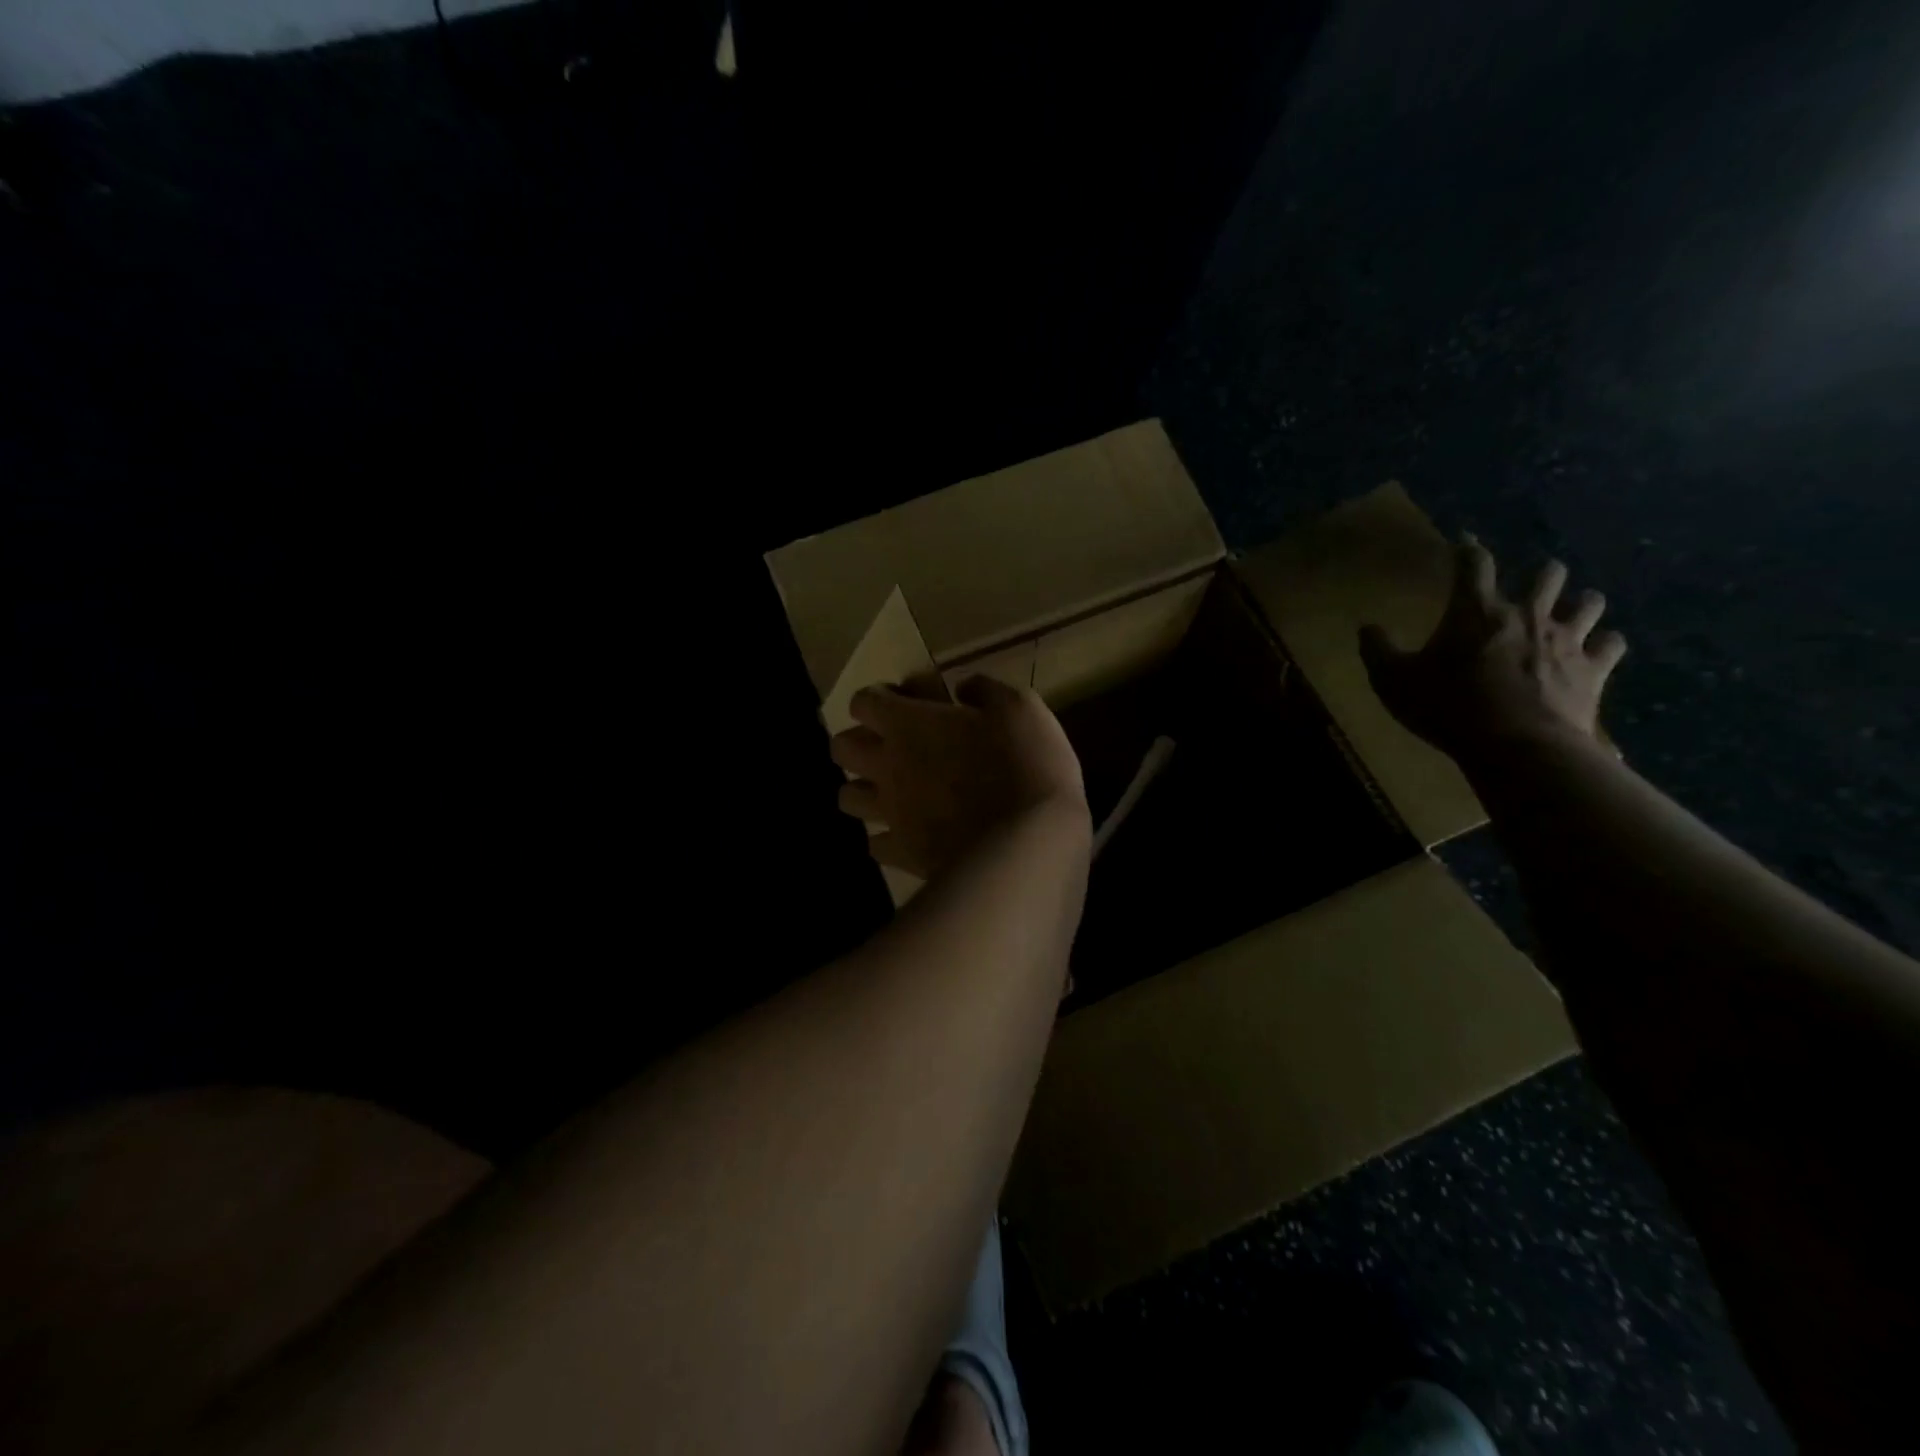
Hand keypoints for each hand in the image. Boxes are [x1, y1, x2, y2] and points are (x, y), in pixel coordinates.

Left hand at [829, 676, 1088, 880]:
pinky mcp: (902, 852)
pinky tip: (908, 832)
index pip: (863, 701)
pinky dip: (886, 836)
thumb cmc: (1026, 764)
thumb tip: (962, 687)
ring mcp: (891, 812)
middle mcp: (887, 765)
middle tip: (891, 746)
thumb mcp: (1019, 707)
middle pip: (841, 747)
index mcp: (908, 724)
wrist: (1026, 843)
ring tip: (892, 790)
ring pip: (846, 797)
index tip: (906, 703)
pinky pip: (875, 844)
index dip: (880, 699)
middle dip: (859, 741)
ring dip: (864, 788)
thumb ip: (983, 689)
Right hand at [1359, 535, 1626, 767]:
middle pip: (1547, 575)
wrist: (1517, 747)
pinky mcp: (1594, 669)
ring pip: (1589, 602)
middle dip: (1540, 574)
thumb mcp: (1393, 681)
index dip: (1467, 549)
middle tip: (1533, 582)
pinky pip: (1611, 645)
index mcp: (1475, 612)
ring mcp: (1567, 640)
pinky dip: (1605, 643)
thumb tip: (1367, 628)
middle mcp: (1527, 614)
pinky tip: (1599, 648)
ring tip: (1573, 609)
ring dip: (1580, 603)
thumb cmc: (1448, 707)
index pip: (1474, 565)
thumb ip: (1378, 651)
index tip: (1464, 541)